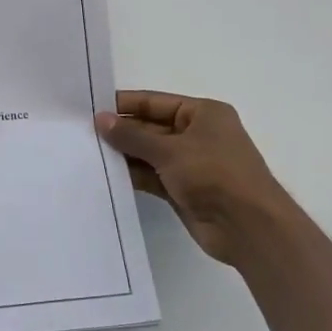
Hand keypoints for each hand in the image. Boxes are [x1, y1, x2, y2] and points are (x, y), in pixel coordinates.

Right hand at [96, 90, 292, 267]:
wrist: (248, 227)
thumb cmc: (215, 174)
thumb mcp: (170, 150)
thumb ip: (132, 136)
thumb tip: (100, 119)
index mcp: (203, 114)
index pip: (155, 102)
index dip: (125, 105)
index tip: (91, 108)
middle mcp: (197, 135)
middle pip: (151, 128)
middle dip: (121, 132)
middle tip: (83, 133)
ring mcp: (191, 164)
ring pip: (149, 154)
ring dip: (124, 155)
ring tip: (88, 153)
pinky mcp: (184, 190)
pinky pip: (152, 176)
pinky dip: (133, 175)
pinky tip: (106, 175)